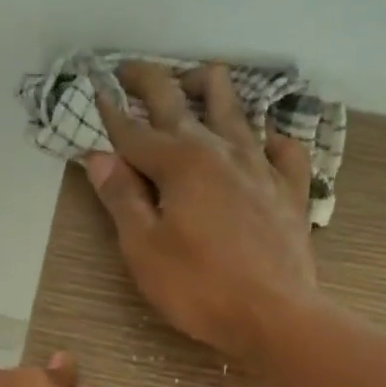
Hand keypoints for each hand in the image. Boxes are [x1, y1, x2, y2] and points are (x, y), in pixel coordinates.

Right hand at [85, 61, 318, 366]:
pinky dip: (267, 136)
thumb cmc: (200, 289)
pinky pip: (282, 147)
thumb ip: (121, 199)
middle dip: (150, 80)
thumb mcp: (145, 250)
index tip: (95, 89)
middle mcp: (220, 150)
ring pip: (235, 108)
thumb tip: (98, 156)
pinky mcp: (290, 189)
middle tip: (130, 71)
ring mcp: (261, 166)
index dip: (110, 112)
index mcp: (179, 163)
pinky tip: (261, 140)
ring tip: (194, 83)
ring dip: (209, 88)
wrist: (275, 315)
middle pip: (180, 101)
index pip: (134, 130)